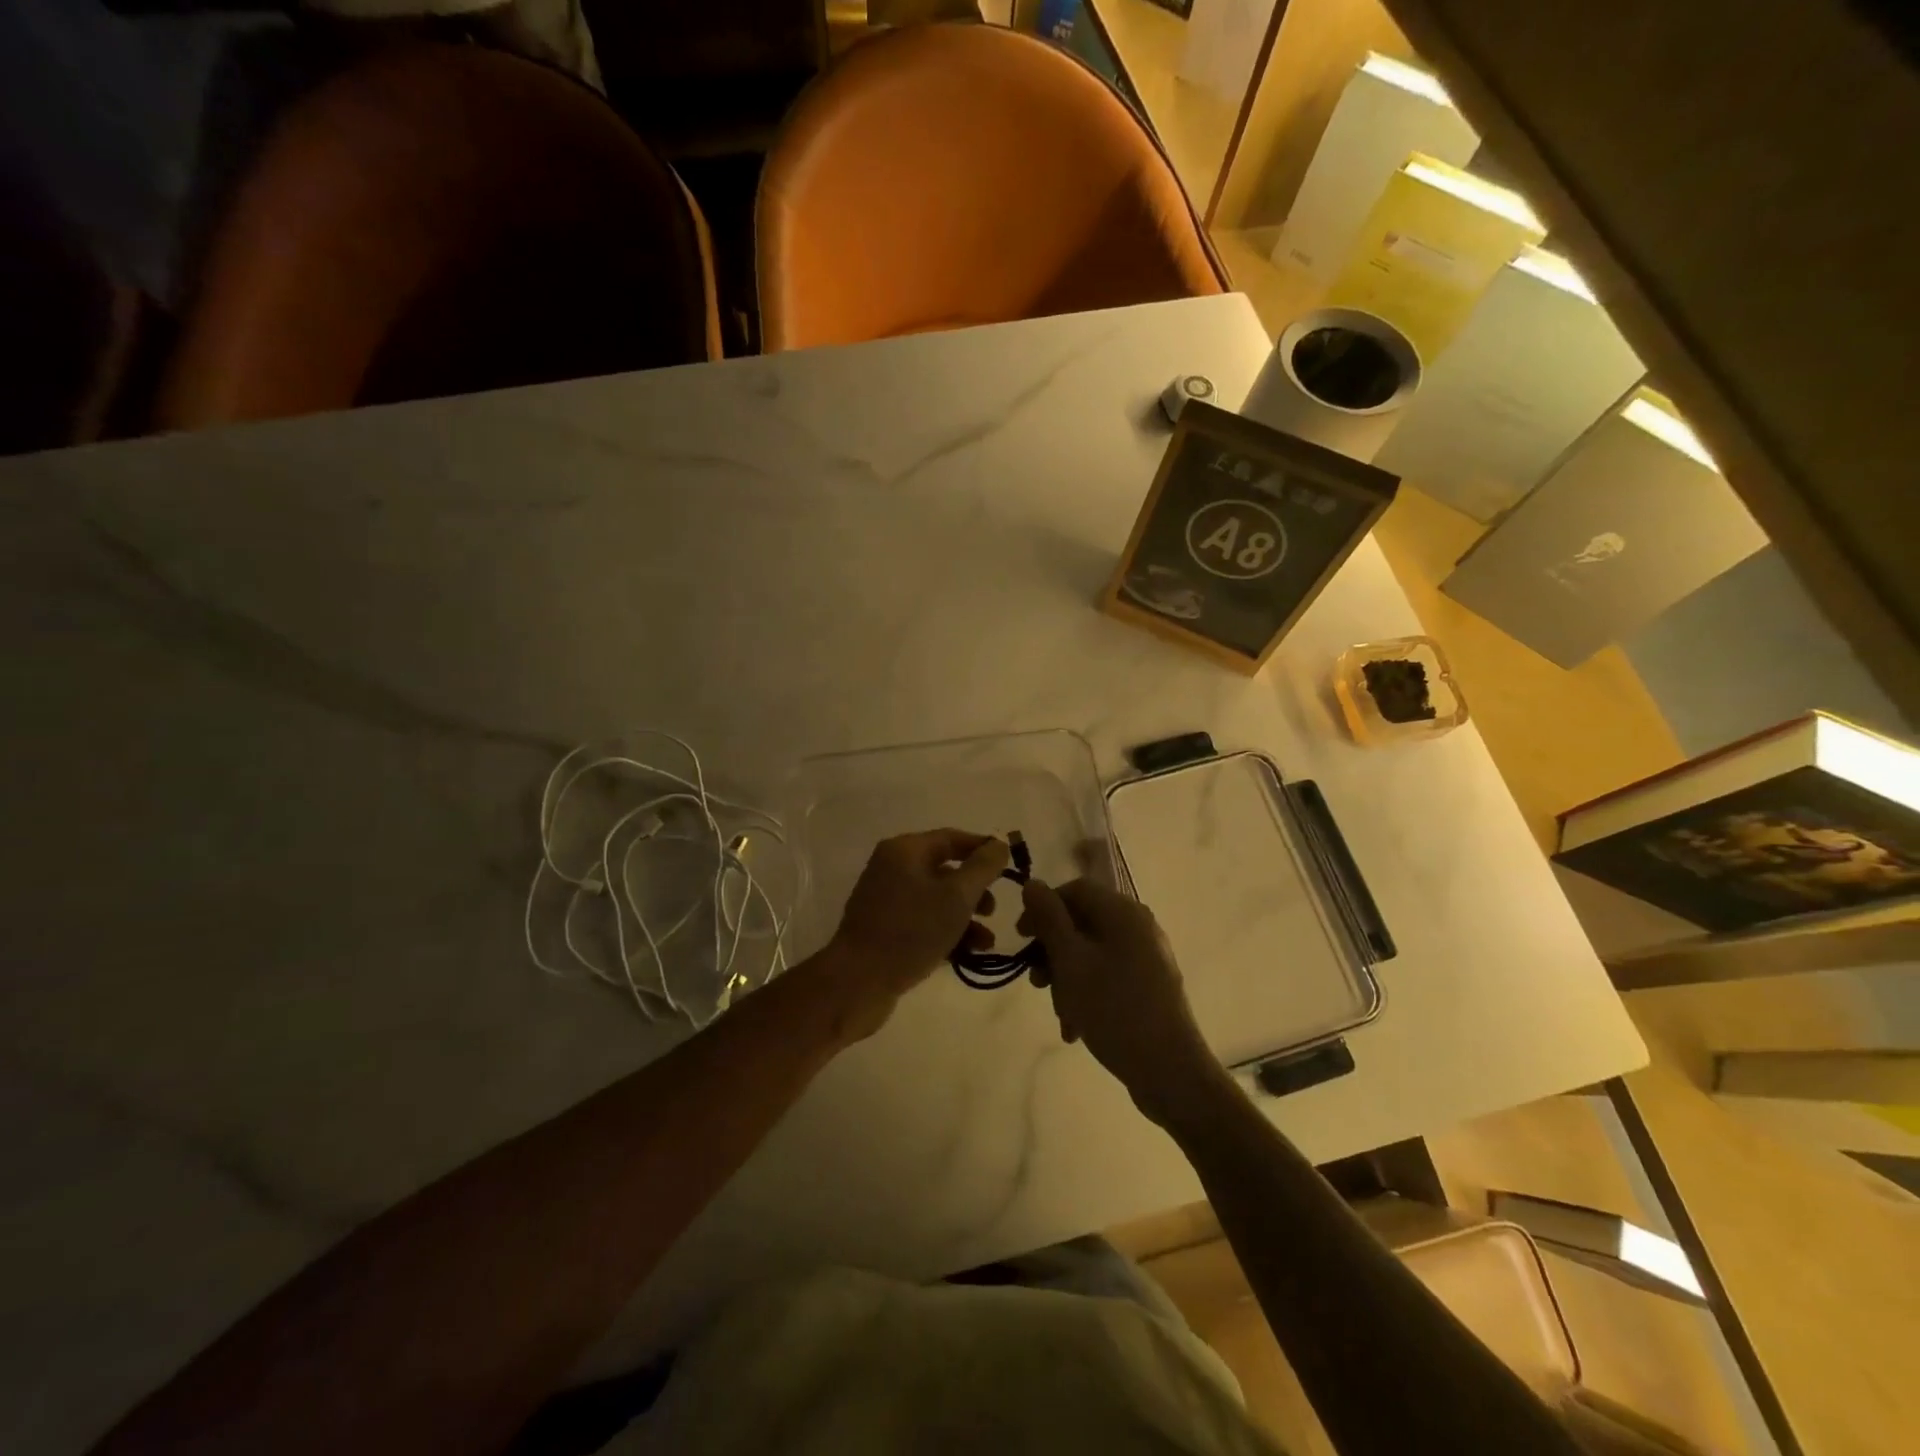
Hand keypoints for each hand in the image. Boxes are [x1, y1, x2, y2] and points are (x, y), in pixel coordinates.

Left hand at [822, 829, 1010, 1038]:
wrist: (858, 981)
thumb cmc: (911, 930)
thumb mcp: (956, 896)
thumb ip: (983, 867)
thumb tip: (999, 846)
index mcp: (905, 850)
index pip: (952, 838)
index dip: (983, 849)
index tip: (1010, 866)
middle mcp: (892, 868)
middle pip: (944, 870)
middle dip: (975, 890)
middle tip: (994, 910)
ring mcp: (886, 900)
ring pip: (936, 900)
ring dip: (965, 917)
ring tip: (986, 942)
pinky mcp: (884, 929)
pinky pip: (923, 922)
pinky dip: (946, 932)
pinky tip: (967, 954)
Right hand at [1019, 878, 1229, 1125]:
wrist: (1170, 1070)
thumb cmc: (1114, 1009)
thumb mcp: (1070, 961)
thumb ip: (1049, 919)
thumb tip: (1033, 884)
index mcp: (1123, 912)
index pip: (1074, 890)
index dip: (1043, 908)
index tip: (1020, 939)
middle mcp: (1139, 926)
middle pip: (1082, 923)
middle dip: (1053, 952)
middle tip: (1036, 982)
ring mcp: (1147, 957)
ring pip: (1091, 954)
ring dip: (1067, 979)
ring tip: (1059, 1013)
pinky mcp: (1150, 985)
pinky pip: (1108, 976)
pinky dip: (1087, 993)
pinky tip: (1075, 1027)